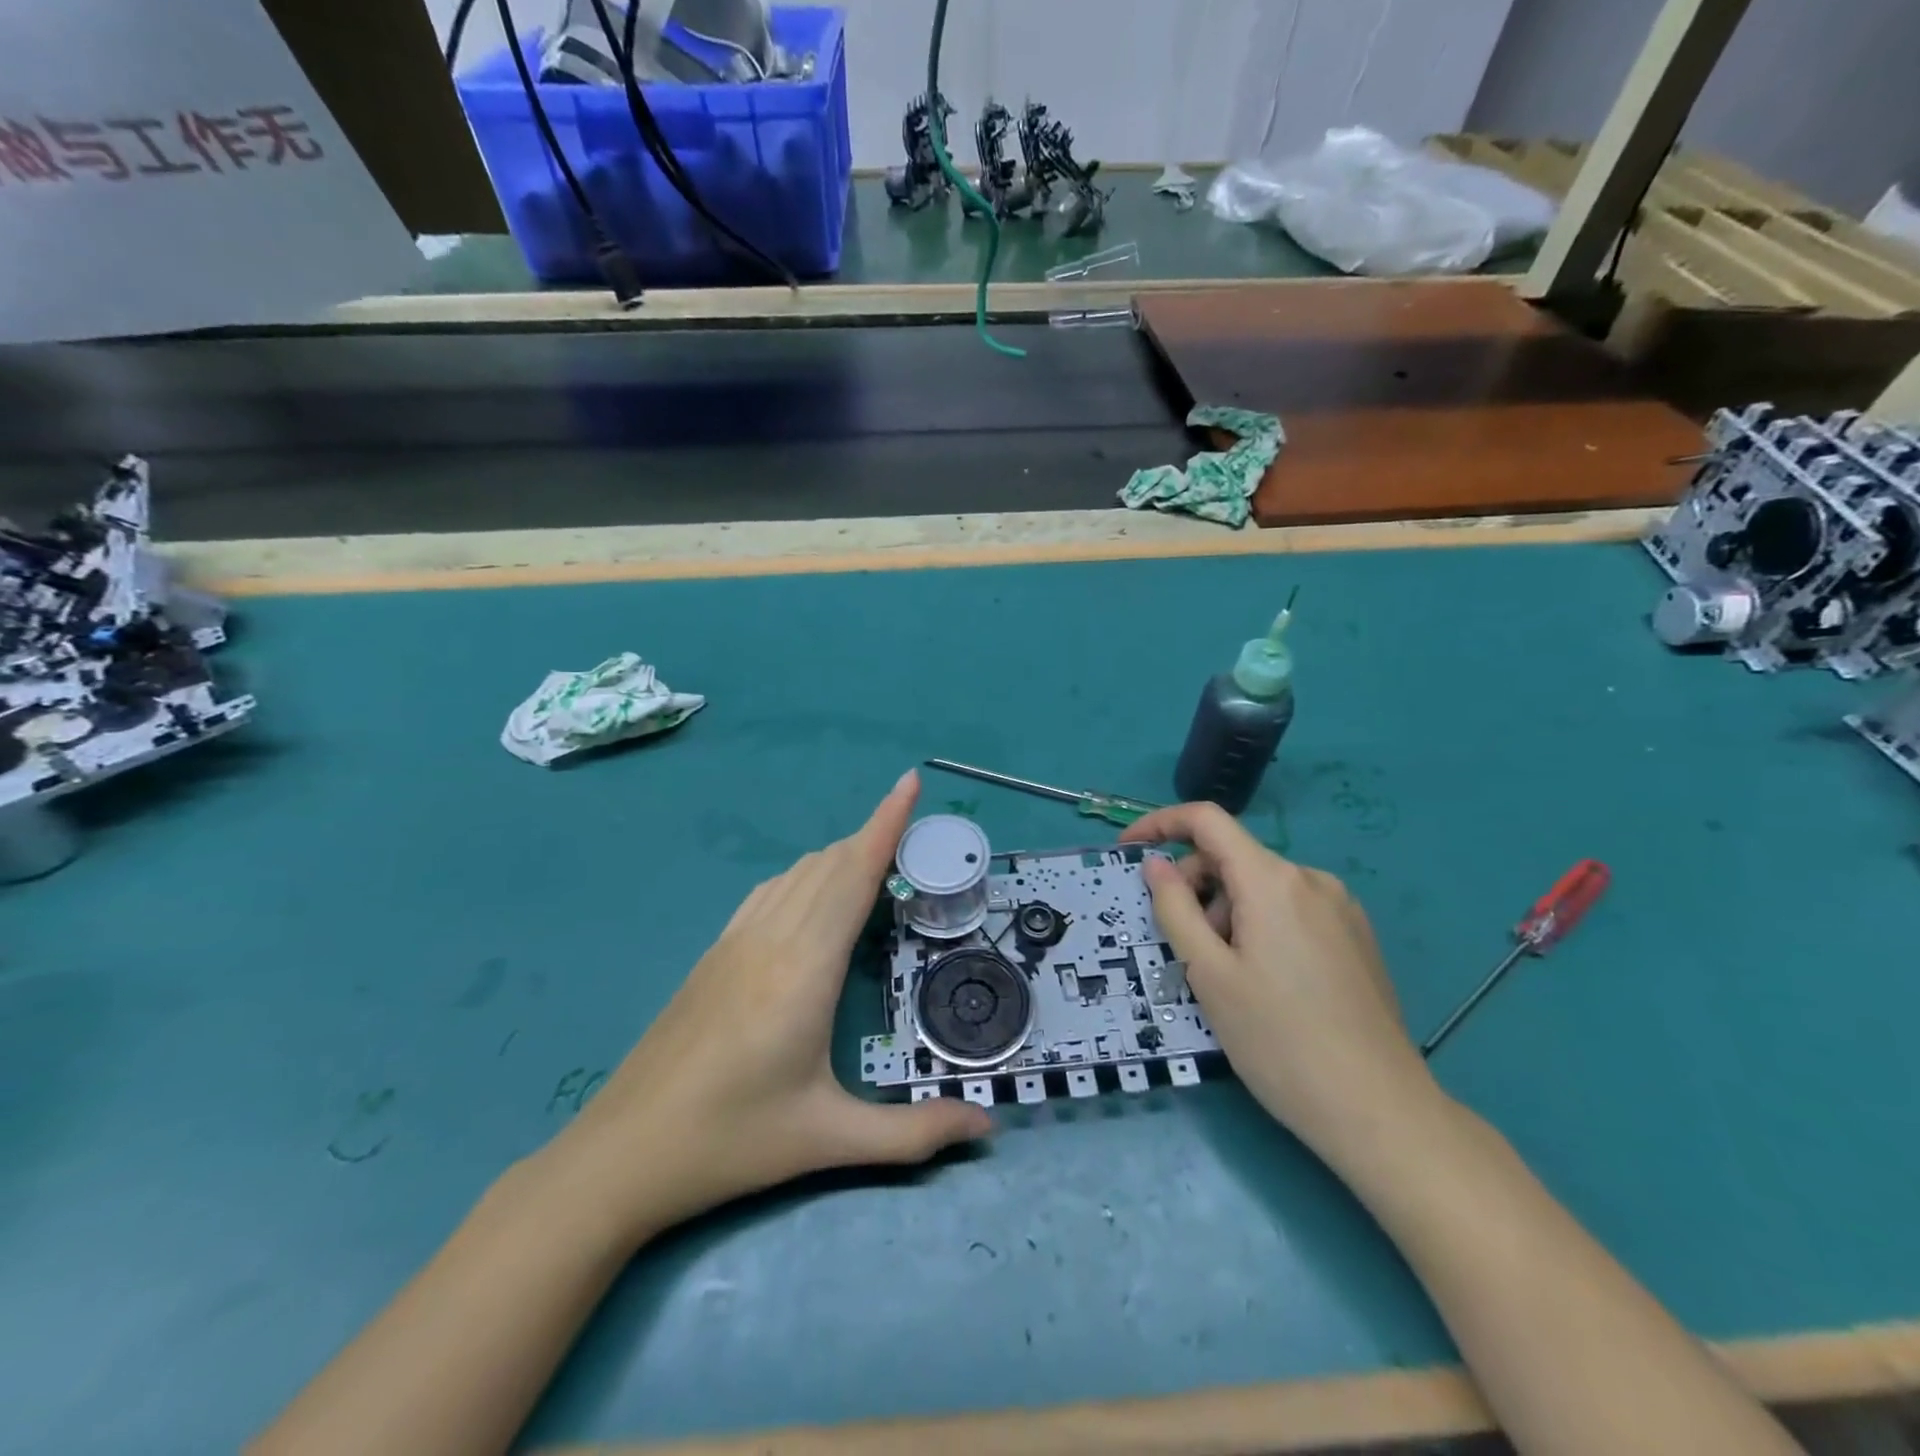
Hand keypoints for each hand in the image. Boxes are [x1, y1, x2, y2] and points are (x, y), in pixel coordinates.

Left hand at [543, 769, 992, 1245]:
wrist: (622, 1154)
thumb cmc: (732, 1142)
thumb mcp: (828, 1140)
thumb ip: (914, 1135)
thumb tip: (987, 1130)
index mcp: (805, 968)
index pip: (853, 874)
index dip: (885, 823)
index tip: (909, 782)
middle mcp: (772, 938)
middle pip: (831, 864)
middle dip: (875, 839)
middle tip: (918, 846)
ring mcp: (736, 941)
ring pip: (798, 873)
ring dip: (841, 857)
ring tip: (877, 868)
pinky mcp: (714, 953)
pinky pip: (770, 891)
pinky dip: (806, 876)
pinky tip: (813, 898)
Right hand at [1120, 803, 1437, 1161]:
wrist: (1380, 1112)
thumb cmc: (1279, 1041)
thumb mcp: (1207, 974)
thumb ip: (1174, 908)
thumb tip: (1156, 864)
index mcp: (1273, 880)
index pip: (1207, 820)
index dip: (1160, 824)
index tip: (1128, 852)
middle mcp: (1311, 879)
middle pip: (1233, 858)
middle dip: (1194, 888)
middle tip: (1183, 949)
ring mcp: (1340, 908)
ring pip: (1260, 888)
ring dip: (1226, 914)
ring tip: (1227, 979)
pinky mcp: (1355, 937)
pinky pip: (1290, 911)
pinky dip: (1258, 927)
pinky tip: (1264, 983)